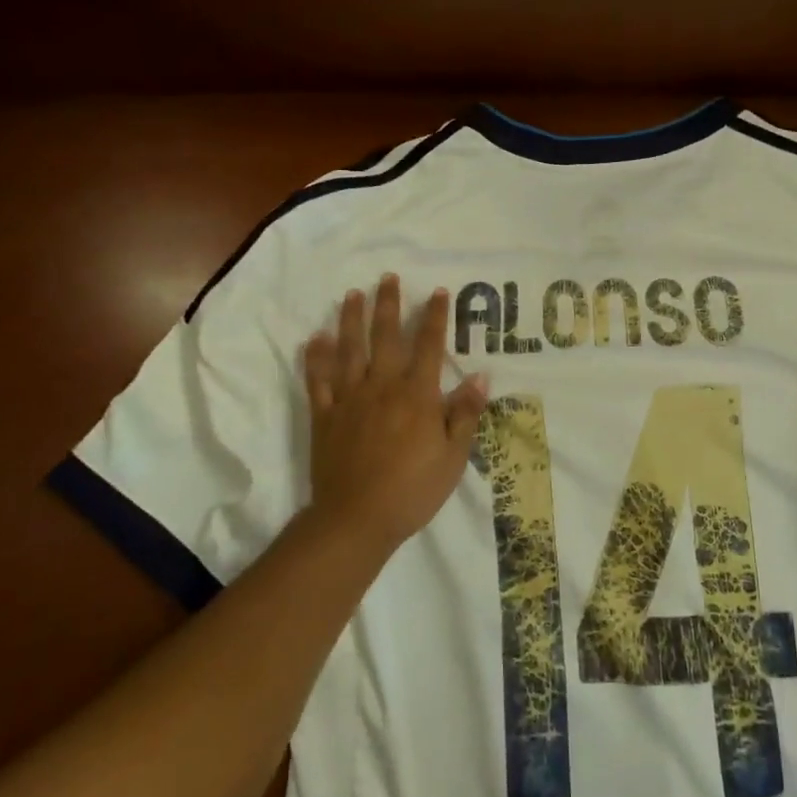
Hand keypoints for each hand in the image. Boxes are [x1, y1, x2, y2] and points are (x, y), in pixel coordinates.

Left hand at [303, 274, 489, 548]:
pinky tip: (315, 339)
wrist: (357, 519)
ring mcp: (349, 399)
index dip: (435, 318)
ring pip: (349, 350)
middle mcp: (382, 387)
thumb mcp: (453, 456)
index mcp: (417, 395)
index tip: (438, 292)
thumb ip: (465, 414)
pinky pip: (318, 381)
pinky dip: (316, 358)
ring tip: (352, 295)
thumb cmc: (413, 490)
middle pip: (386, 338)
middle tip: (388, 278)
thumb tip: (481, 375)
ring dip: (351, 320)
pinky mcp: (324, 416)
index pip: (429, 346)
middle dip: (389, 306)